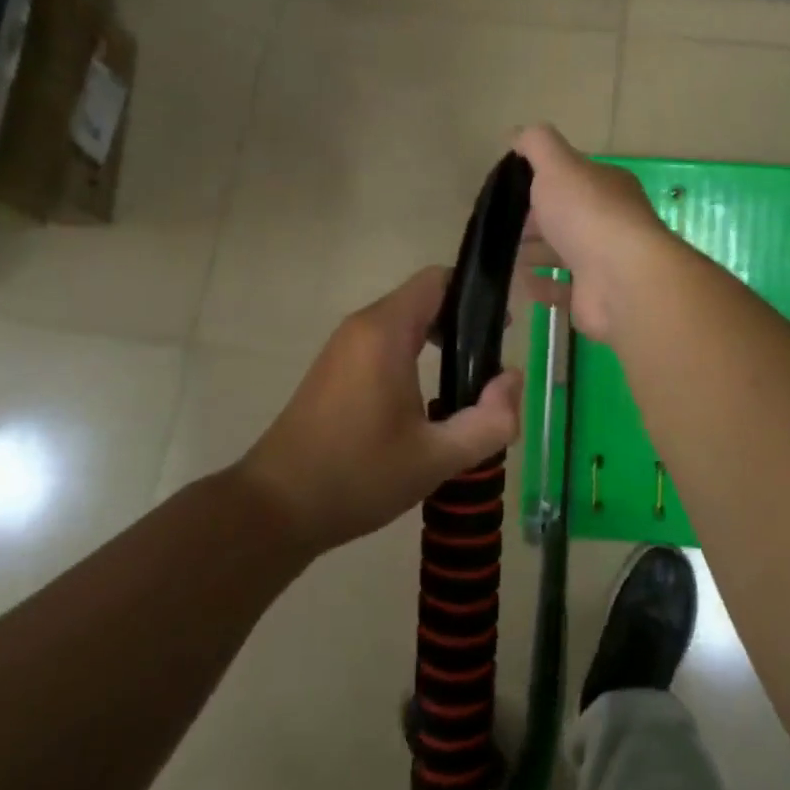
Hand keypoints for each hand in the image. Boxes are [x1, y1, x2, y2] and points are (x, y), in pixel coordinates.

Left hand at [239, 267, 523, 555]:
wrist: (275, 508)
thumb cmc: (357, 476)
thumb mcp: (436, 457)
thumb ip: (489, 420)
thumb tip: (513, 381)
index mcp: (385, 332)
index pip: (437, 280)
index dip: (475, 295)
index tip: (502, 331)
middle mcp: (361, 327)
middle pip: (423, 299)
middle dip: (462, 324)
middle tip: (490, 366)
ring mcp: (342, 348)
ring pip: (402, 323)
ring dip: (437, 342)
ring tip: (464, 387)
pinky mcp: (333, 370)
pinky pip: (383, 343)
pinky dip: (412, 356)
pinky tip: (425, 402)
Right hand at [513, 125, 673, 341]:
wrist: (621, 279)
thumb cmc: (588, 214)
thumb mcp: (558, 164)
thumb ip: (537, 144)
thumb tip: (516, 134)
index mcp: (606, 186)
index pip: (571, 179)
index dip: (540, 182)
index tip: (508, 190)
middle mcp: (609, 221)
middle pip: (565, 217)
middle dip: (533, 221)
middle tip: (500, 226)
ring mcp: (604, 261)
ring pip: (563, 253)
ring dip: (535, 253)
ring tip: (503, 255)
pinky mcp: (595, 296)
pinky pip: (563, 288)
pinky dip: (542, 285)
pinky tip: (523, 283)